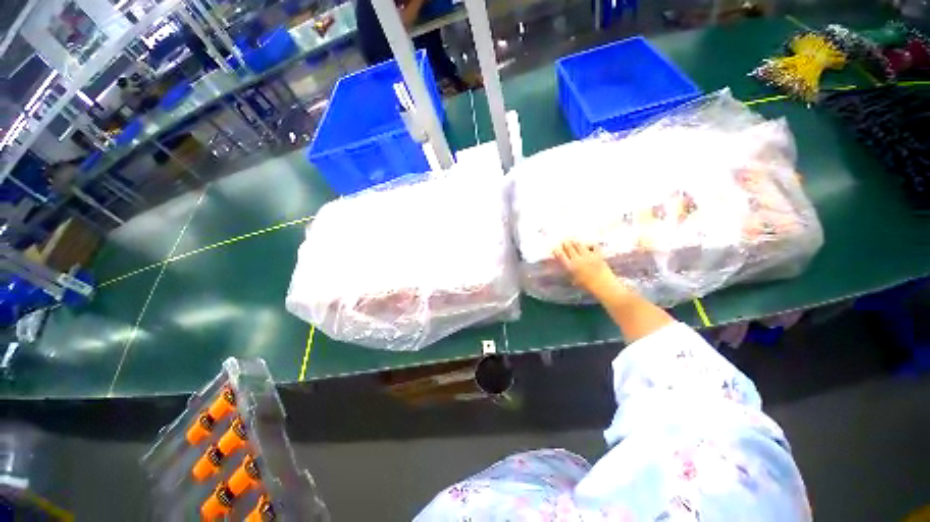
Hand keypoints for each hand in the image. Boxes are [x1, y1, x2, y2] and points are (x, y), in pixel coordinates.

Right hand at [552, 240, 621, 295]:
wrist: (604, 286)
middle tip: (564, 242)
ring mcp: (588, 256)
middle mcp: (578, 260)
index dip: (557, 250)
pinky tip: (587, 246)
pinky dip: (589, 244)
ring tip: (573, 242)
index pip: (560, 254)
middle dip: (565, 243)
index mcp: (570, 267)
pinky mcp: (598, 254)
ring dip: (575, 242)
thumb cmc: (587, 285)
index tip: (556, 248)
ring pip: (579, 244)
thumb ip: (567, 268)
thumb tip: (562, 259)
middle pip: (569, 246)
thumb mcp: (573, 278)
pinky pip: (592, 245)